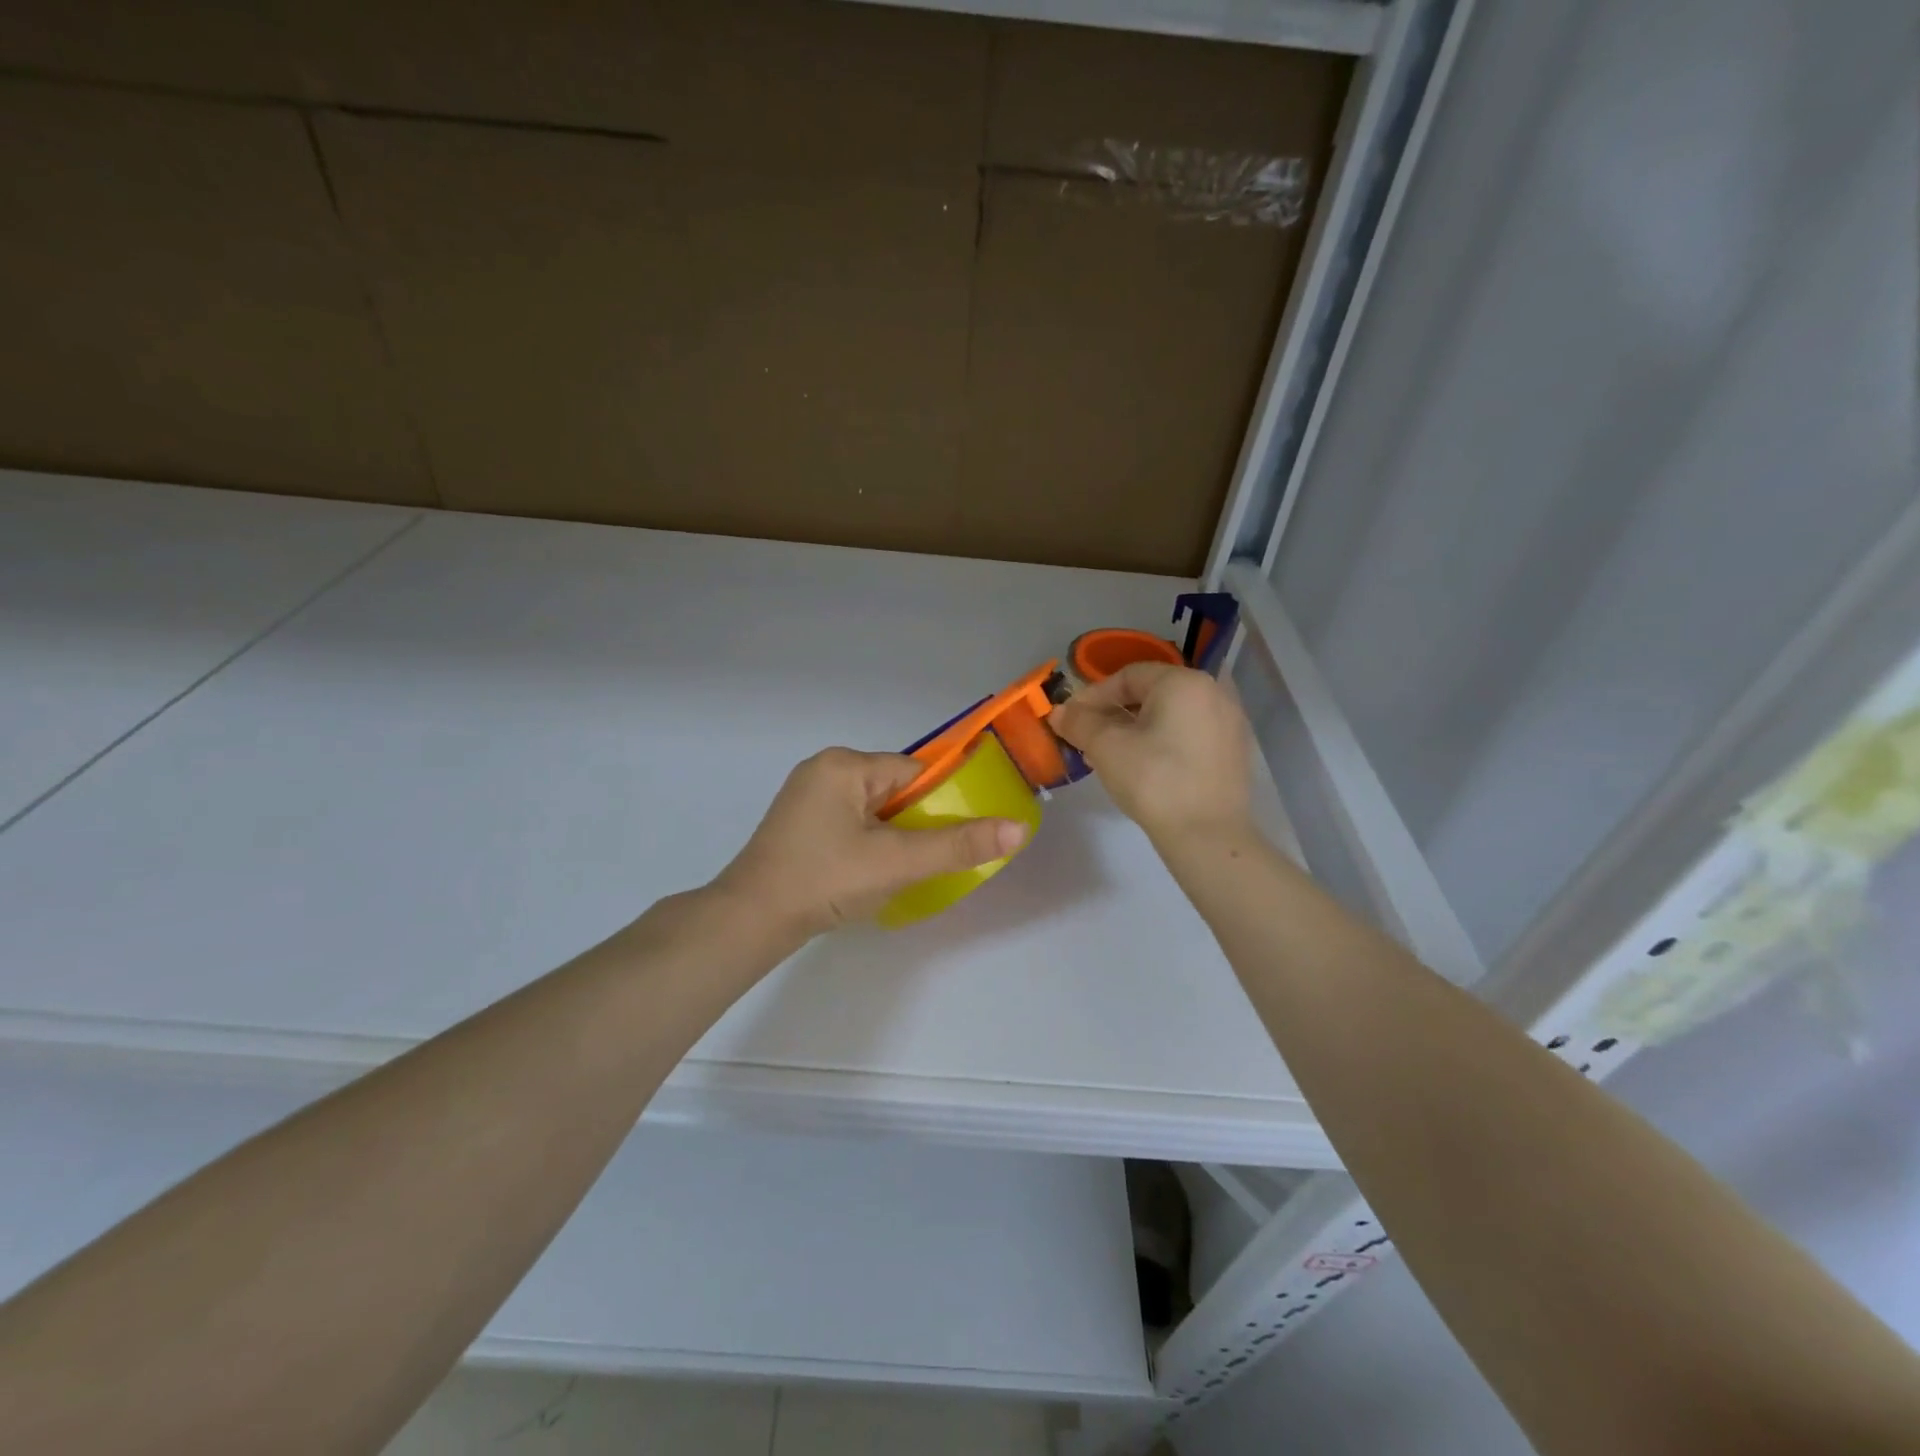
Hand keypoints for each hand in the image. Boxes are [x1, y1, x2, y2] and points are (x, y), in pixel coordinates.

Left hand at [716, 748, 1028, 938]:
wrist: (750, 922)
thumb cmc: (825, 880)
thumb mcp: (897, 862)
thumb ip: (957, 845)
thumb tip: (1018, 829)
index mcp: (844, 764)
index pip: (914, 772)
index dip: (941, 802)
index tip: (957, 837)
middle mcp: (823, 770)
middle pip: (894, 791)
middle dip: (916, 824)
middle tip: (926, 862)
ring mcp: (807, 798)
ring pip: (873, 811)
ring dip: (893, 838)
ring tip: (901, 872)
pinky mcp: (799, 826)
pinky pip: (851, 825)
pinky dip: (869, 845)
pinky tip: (871, 874)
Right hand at [1049, 663, 1253, 845]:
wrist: (1207, 835)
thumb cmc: (1153, 780)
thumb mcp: (1106, 748)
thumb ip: (1079, 723)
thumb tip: (1058, 712)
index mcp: (1183, 682)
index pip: (1128, 676)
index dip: (1093, 696)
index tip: (1071, 719)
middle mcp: (1212, 692)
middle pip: (1151, 693)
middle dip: (1113, 714)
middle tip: (1087, 738)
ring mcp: (1228, 722)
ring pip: (1170, 715)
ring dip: (1135, 729)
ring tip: (1109, 756)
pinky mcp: (1233, 751)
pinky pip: (1189, 734)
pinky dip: (1162, 741)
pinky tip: (1142, 767)